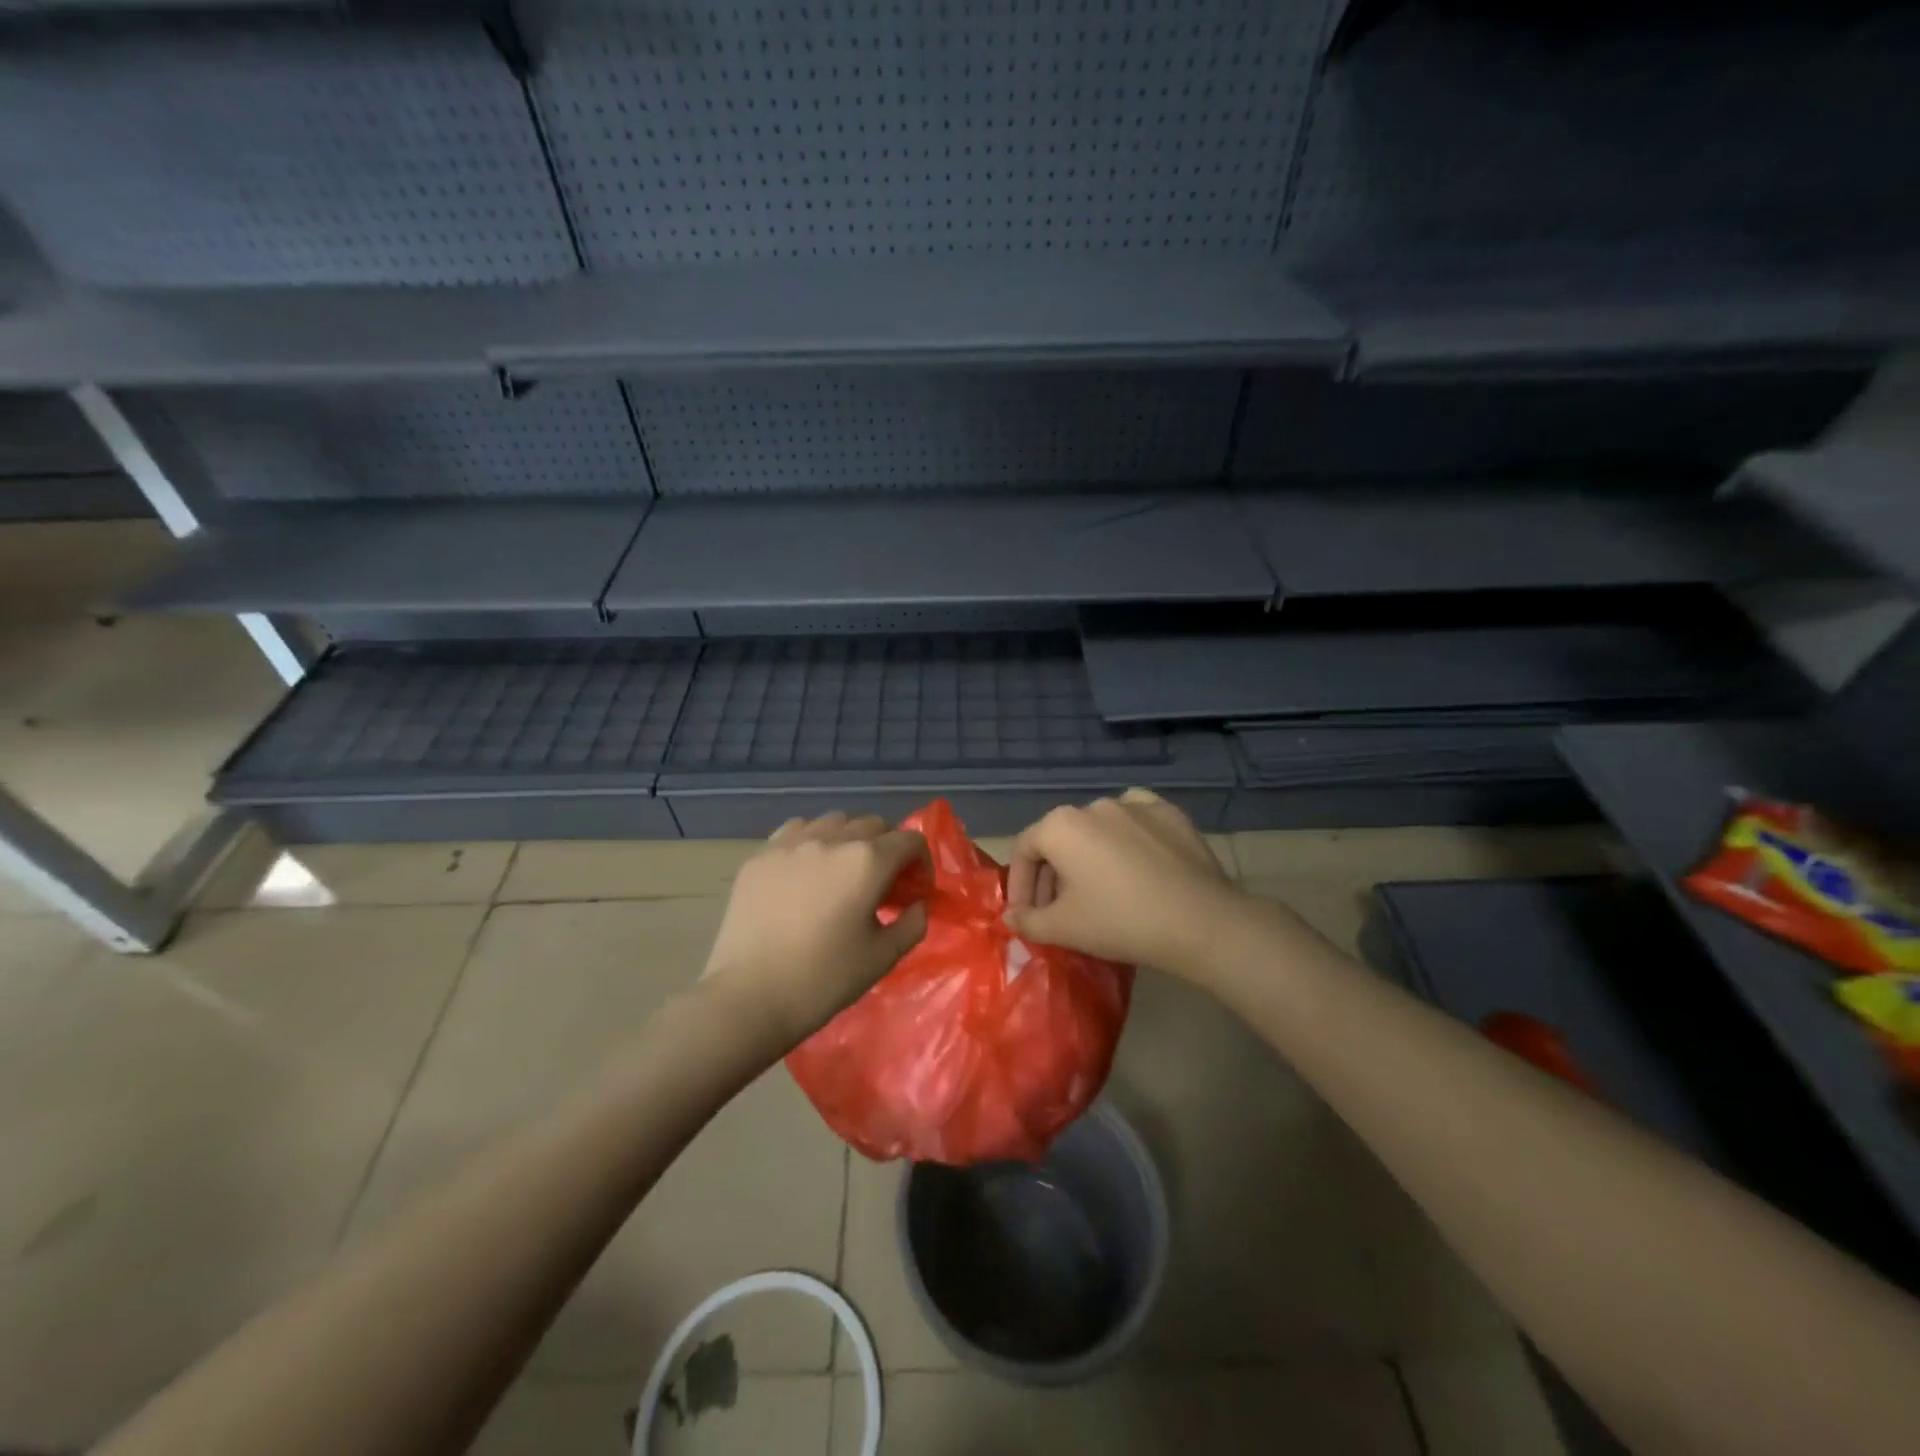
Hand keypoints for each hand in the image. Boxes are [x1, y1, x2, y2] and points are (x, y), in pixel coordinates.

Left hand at [701, 812, 930, 1049]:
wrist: (748, 997)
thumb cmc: (823, 980)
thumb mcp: (882, 958)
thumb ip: (913, 923)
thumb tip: (918, 904)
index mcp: (867, 862)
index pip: (909, 841)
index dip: (922, 862)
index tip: (916, 890)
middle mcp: (832, 840)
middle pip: (873, 825)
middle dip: (888, 848)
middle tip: (883, 883)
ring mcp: (792, 843)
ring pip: (834, 821)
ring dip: (850, 839)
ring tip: (843, 872)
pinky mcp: (761, 855)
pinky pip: (796, 830)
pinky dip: (812, 840)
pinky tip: (807, 869)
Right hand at [1004, 789, 1248, 979]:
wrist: (1200, 921)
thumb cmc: (1120, 921)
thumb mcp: (1064, 928)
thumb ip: (1028, 921)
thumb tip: (1012, 916)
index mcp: (1061, 825)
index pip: (1025, 850)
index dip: (1020, 885)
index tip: (1026, 915)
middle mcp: (1094, 804)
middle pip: (1061, 839)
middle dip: (1053, 875)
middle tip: (1059, 911)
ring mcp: (1135, 804)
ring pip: (1098, 830)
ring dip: (1088, 858)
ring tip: (1098, 892)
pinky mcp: (1169, 814)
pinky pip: (1135, 822)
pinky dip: (1126, 840)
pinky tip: (1133, 864)